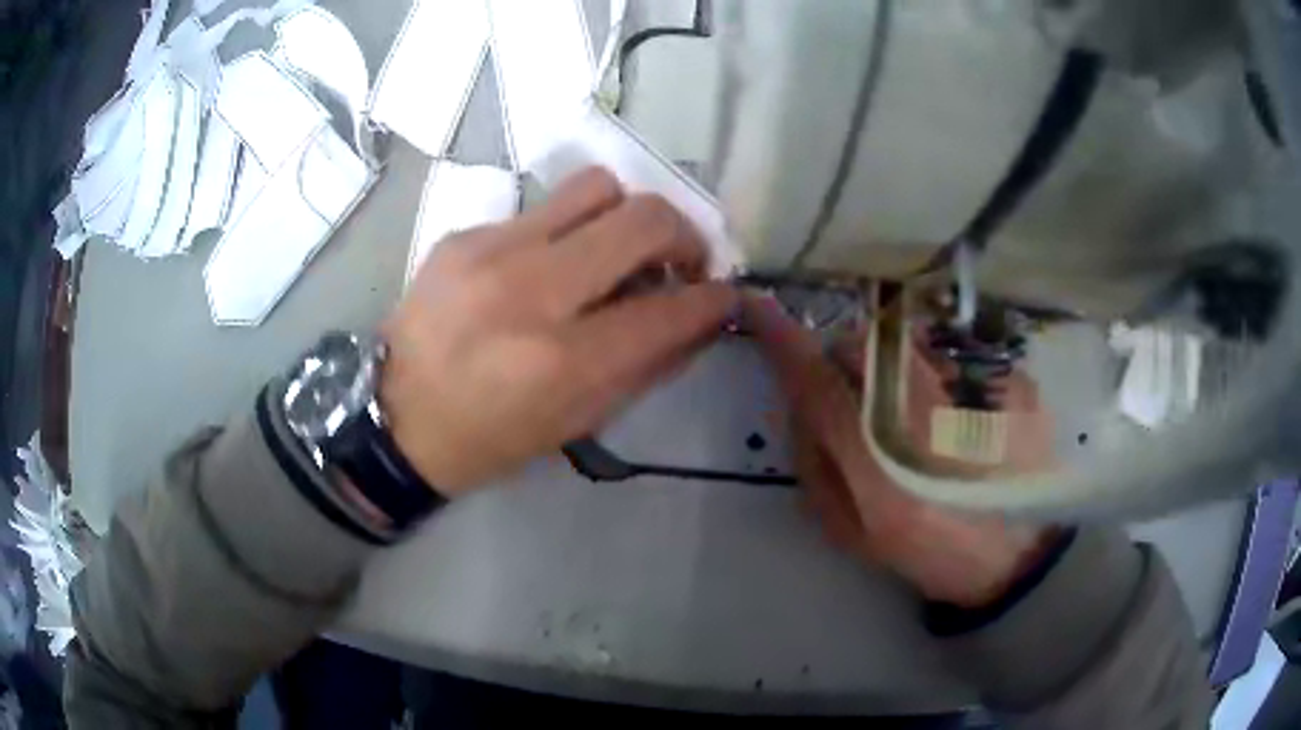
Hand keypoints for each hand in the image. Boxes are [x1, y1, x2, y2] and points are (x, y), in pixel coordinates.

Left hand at [381, 168, 736, 495]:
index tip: (724, 295)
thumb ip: (646, 366)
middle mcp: (532, 291)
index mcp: (563, 361)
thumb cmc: (489, 438)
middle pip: (644, 218)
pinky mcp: (465, 234)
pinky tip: (550, 263)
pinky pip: (542, 208)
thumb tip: (697, 318)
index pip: (671, 309)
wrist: (393, 416)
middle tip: (680, 260)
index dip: (715, 299)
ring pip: (597, 186)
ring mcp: (492, 251)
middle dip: (685, 234)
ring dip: (627, 214)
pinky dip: (567, 231)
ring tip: (619, 247)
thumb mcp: (576, 423)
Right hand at [745, 296, 1056, 608]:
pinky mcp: (1009, 382)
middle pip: (862, 347)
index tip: (756, 306)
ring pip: (906, 341)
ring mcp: (974, 393)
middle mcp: (926, 415)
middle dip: (844, 361)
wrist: (1011, 553)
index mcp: (879, 463)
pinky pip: (951, 352)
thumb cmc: (926, 550)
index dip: (781, 340)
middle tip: (858, 399)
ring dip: (891, 362)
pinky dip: (938, 370)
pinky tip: (956, 413)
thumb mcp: (851, 530)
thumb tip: (799, 404)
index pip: (818, 383)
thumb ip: (815, 464)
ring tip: (913, 407)